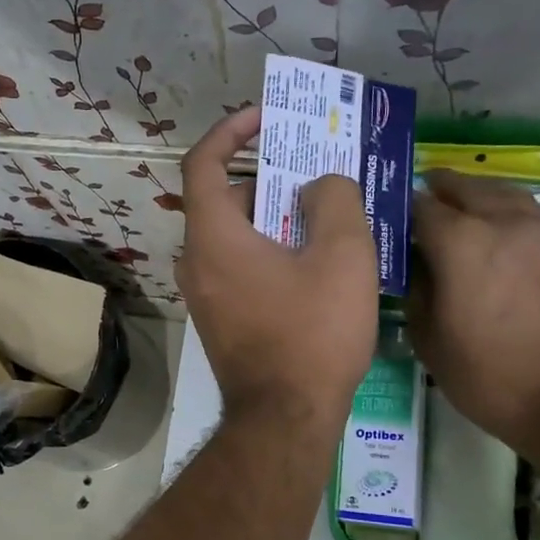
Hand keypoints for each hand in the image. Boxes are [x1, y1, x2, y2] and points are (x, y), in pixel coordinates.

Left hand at [176, 107, 377, 431]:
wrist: (285, 420)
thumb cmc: (313, 333)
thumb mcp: (343, 255)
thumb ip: (335, 199)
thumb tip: (320, 186)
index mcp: (213, 237)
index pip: (203, 164)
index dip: (229, 132)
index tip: (263, 118)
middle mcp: (196, 261)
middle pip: (225, 198)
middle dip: (268, 176)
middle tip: (314, 167)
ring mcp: (204, 293)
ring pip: (235, 234)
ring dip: (274, 214)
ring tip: (324, 209)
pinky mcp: (220, 317)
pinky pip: (239, 264)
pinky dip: (268, 246)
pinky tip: (313, 257)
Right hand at [406, 171, 539, 453]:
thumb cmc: (491, 375)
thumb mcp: (429, 341)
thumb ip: (415, 293)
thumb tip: (414, 269)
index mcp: (460, 242)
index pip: (419, 206)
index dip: (399, 209)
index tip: (385, 220)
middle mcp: (501, 222)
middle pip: (463, 187)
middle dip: (437, 190)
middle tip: (418, 203)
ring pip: (501, 192)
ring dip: (474, 194)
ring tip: (457, 206)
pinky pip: (526, 212)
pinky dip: (503, 210)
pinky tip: (495, 232)